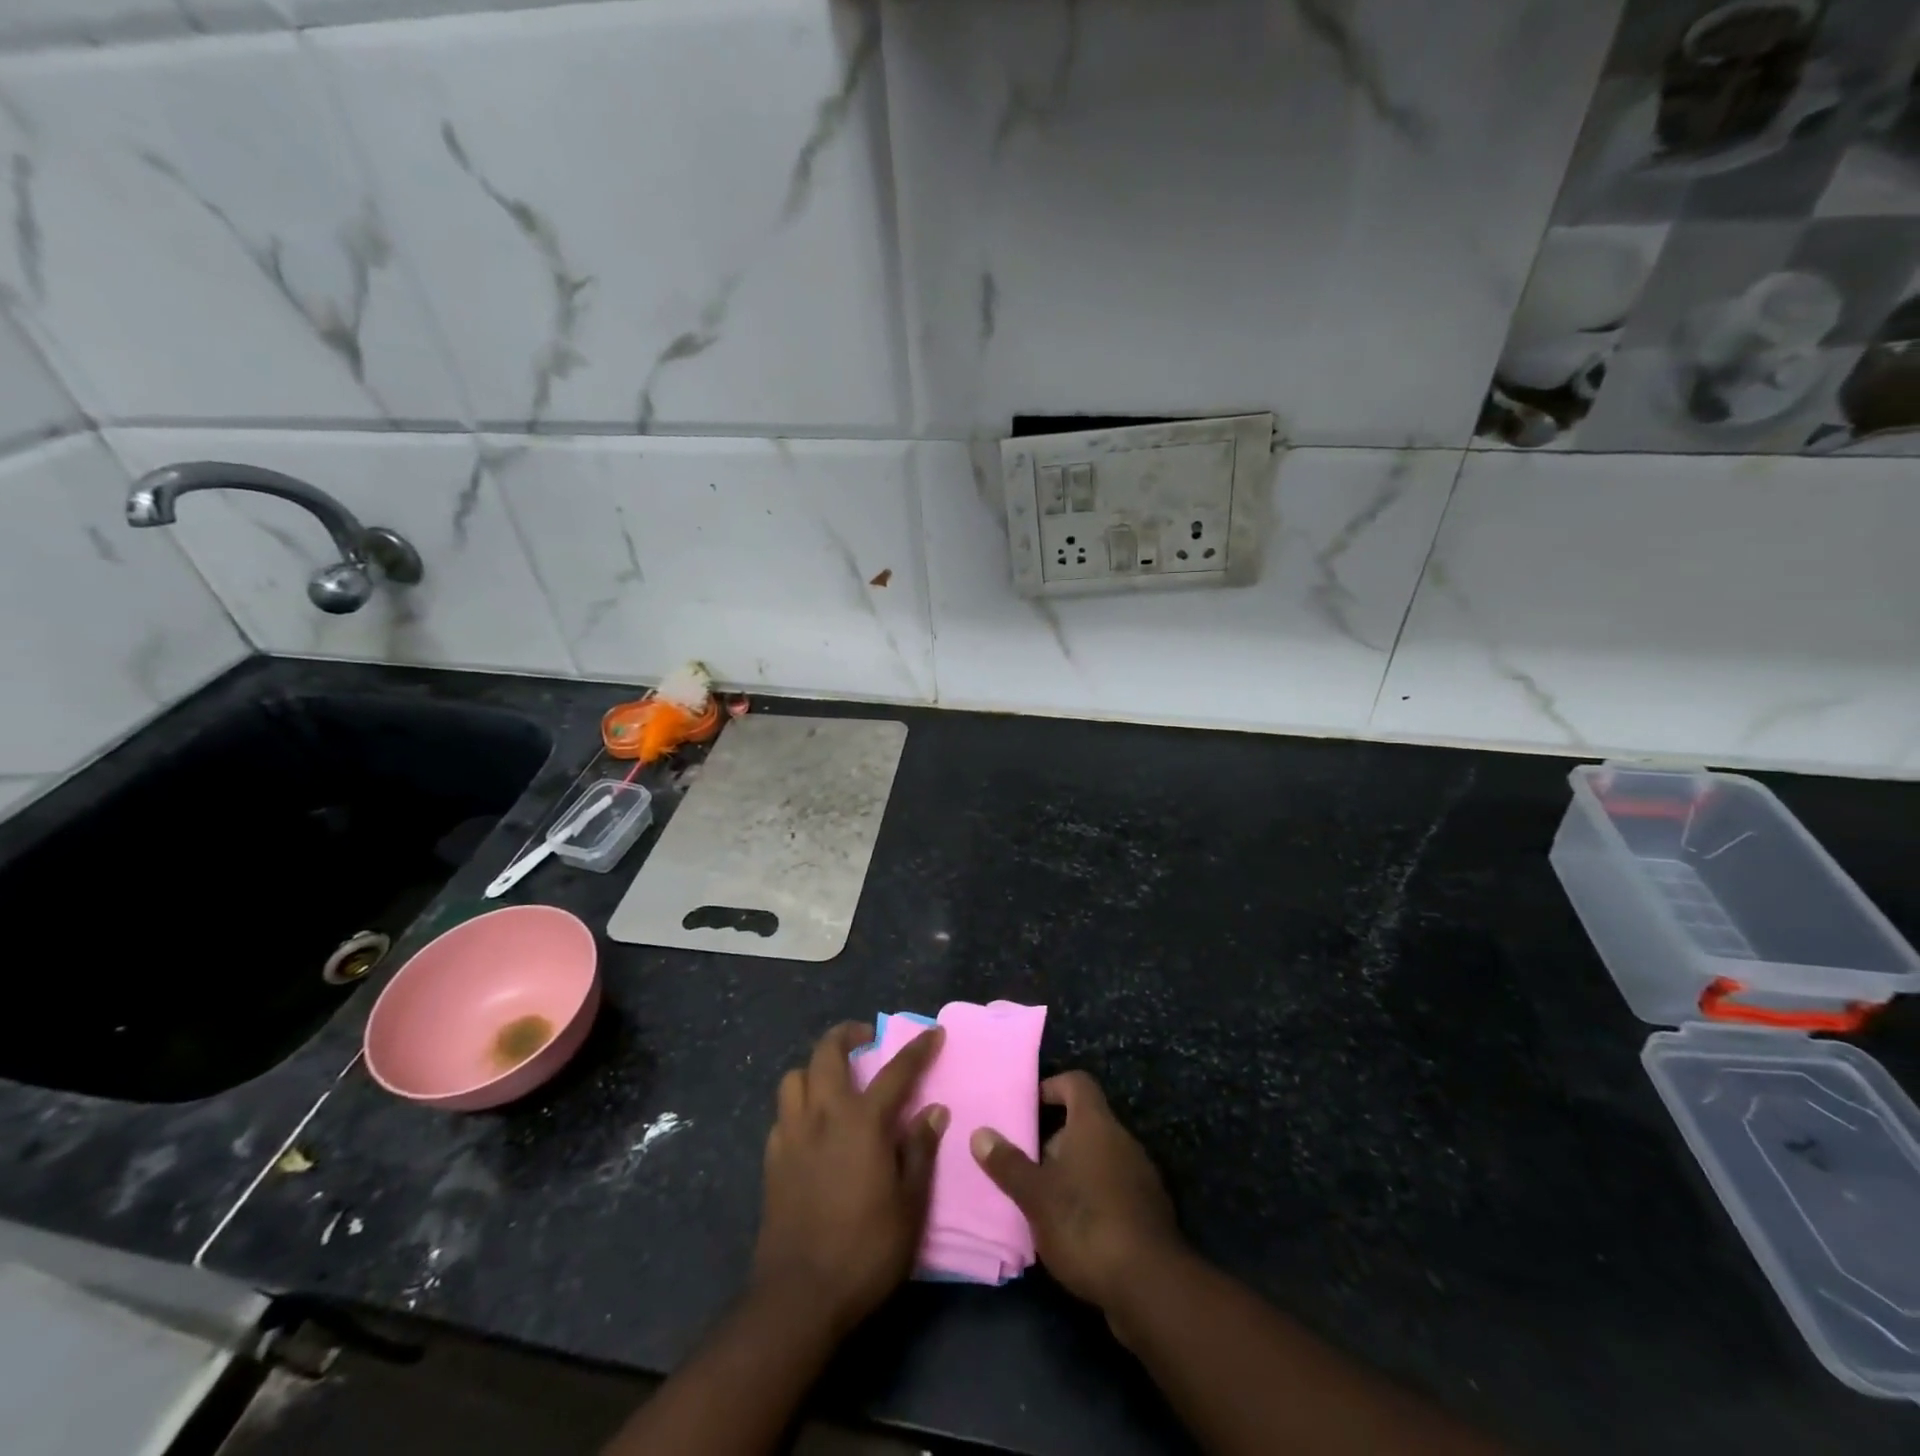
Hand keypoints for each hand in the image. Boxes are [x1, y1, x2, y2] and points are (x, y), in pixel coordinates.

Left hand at [752, 1021, 947, 1336]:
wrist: (799, 1298)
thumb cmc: (865, 1251)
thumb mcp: (910, 1205)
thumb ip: (920, 1151)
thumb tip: (933, 1111)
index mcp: (862, 1122)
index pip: (896, 1071)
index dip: (917, 1049)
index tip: (933, 1032)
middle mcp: (823, 1115)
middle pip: (827, 1053)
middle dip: (847, 1034)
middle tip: (866, 1038)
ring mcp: (792, 1135)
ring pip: (795, 1077)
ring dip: (816, 1068)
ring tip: (834, 1081)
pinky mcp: (772, 1160)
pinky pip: (783, 1114)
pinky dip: (798, 1106)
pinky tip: (811, 1127)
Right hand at [971, 1071, 1181, 1320]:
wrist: (1150, 1286)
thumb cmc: (1085, 1224)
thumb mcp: (1035, 1195)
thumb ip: (1008, 1163)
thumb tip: (980, 1133)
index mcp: (1096, 1124)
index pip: (1076, 1083)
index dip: (1051, 1087)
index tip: (1027, 1109)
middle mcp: (1122, 1140)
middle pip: (1085, 1122)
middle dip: (1054, 1139)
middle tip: (1025, 1164)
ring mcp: (1140, 1176)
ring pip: (1099, 1158)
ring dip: (1072, 1172)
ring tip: (1043, 1200)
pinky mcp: (1148, 1211)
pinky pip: (1114, 1188)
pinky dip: (1092, 1197)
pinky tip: (1073, 1230)